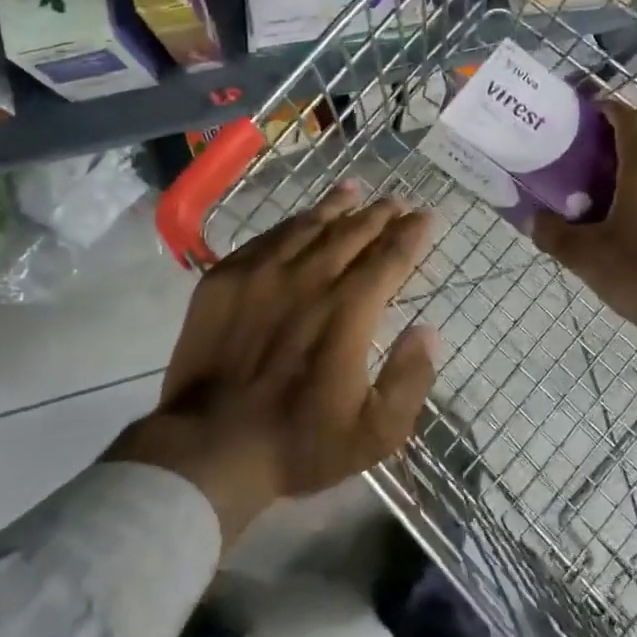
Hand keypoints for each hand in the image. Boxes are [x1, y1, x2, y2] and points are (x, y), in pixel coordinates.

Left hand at [107, 184, 437, 542]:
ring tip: (353, 191)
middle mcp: (309, 278)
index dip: (411, 234)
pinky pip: (266, 238)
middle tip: (395, 202)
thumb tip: (427, 329)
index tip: (425, 216)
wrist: (209, 445)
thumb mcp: (376, 432)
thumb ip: (410, 378)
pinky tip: (299, 220)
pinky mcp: (225, 277)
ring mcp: (262, 273)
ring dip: (335, 206)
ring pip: (308, 225)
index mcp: (349, 310)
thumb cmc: (299, 443)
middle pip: (352, 232)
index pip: (389, 257)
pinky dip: (291, 224)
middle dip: (379, 214)